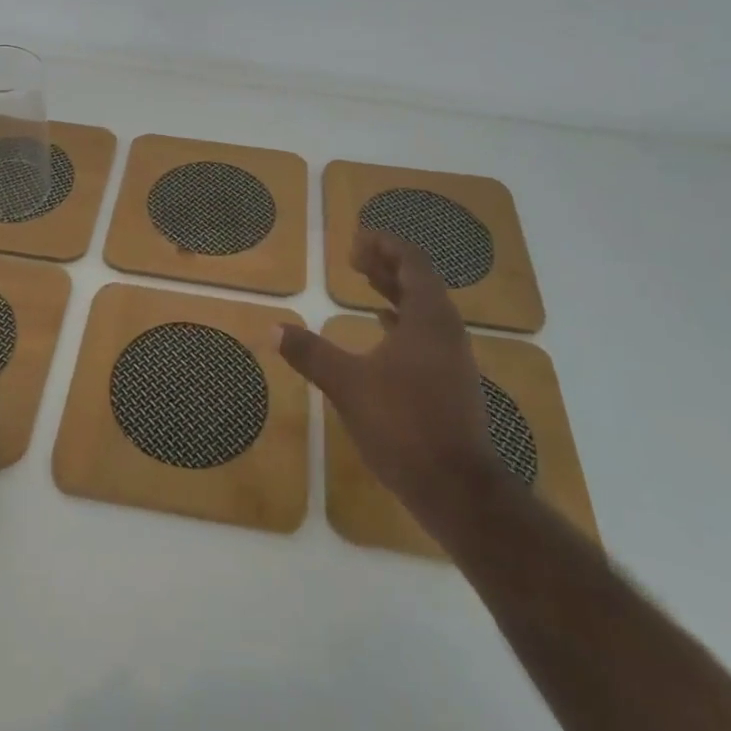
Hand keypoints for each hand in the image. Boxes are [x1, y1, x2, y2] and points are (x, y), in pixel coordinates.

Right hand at [279, 231, 501, 514]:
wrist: (457, 489)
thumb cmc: (403, 424)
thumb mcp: (347, 384)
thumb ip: (310, 353)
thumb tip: (273, 328)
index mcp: (428, 318)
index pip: (412, 261)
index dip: (384, 245)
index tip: (354, 242)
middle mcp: (446, 330)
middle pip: (420, 280)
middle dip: (387, 264)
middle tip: (354, 258)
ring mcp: (452, 357)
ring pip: (424, 308)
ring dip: (394, 290)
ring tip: (364, 283)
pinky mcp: (451, 381)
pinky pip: (426, 332)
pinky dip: (401, 319)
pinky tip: (382, 328)